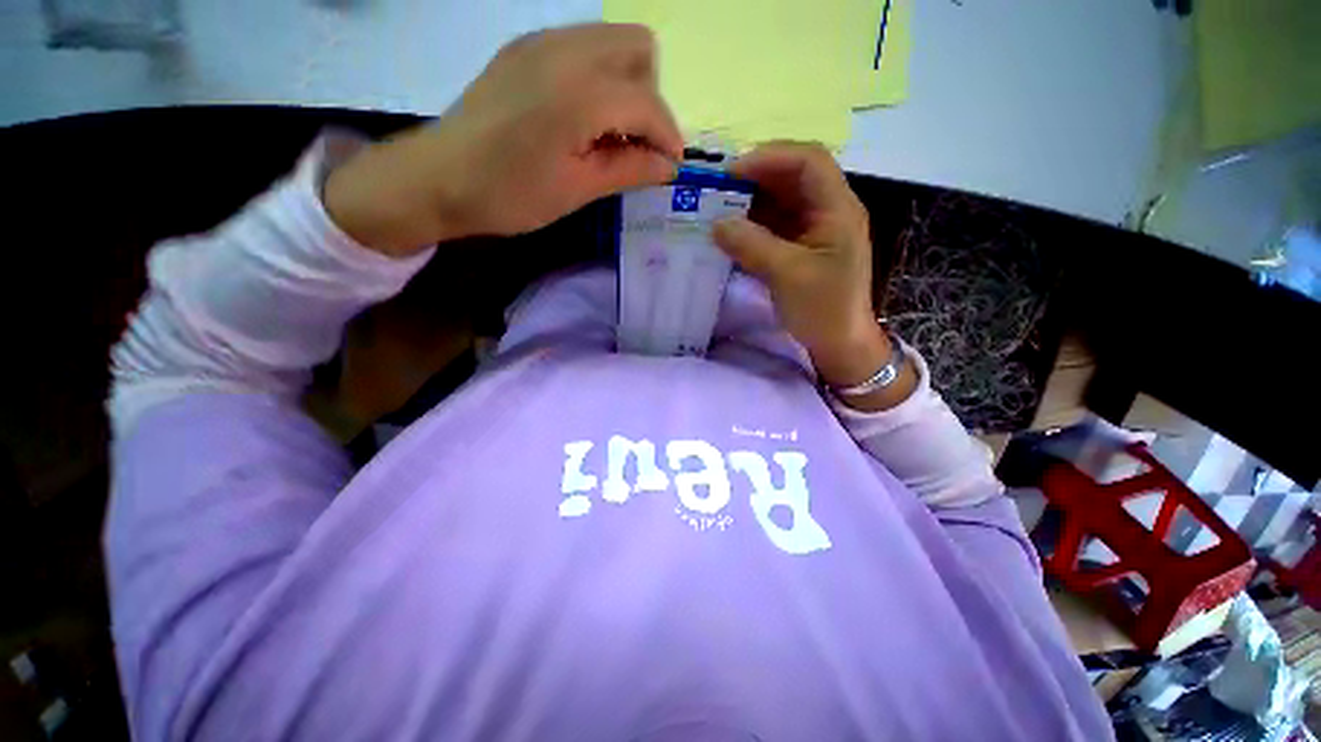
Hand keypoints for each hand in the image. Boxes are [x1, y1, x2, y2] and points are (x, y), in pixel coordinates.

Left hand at [324, 24, 682, 256]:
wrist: (439, 178)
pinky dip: (598, 76)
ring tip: (609, 133)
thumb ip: (629, 170)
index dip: (668, 136)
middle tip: (634, 143)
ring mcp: (541, 40)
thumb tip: (668, 166)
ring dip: (626, 84)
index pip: (649, 101)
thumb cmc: (511, 194)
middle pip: (639, 48)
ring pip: (611, 41)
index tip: (670, 166)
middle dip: (650, 97)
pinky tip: (581, 117)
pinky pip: (582, 46)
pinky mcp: (524, 46)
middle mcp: (565, 49)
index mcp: (580, 93)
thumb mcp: (578, 190)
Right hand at [713, 142, 915, 408]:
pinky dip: (751, 225)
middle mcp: (827, 210)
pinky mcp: (800, 247)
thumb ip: (751, 245)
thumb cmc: (823, 309)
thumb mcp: (787, 275)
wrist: (839, 344)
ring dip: (749, 202)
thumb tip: (715, 223)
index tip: (731, 173)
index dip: (770, 158)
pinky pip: (774, 225)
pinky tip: (730, 232)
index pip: (808, 161)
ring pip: (780, 201)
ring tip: (717, 209)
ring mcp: (813, 229)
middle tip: (717, 190)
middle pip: (791, 177)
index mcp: (837, 208)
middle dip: (754, 179)